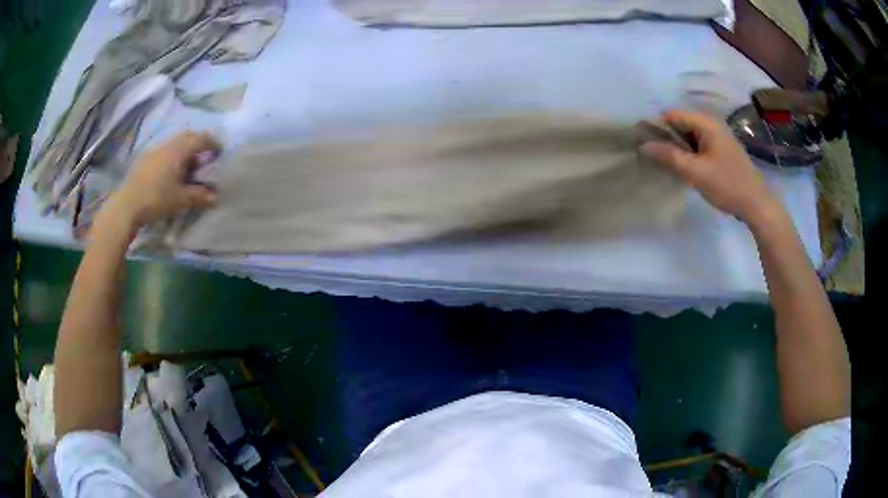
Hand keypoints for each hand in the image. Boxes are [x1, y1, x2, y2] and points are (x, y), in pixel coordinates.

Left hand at [100, 132, 219, 230]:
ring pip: (175, 144)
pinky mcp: (145, 159)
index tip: (220, 151)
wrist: (127, 206)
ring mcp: (155, 150)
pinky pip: (165, 152)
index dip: (213, 143)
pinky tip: (170, 173)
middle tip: (205, 158)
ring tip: (188, 168)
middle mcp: (168, 144)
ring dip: (185, 151)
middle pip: (188, 137)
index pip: (202, 138)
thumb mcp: (181, 199)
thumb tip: (215, 196)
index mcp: (180, 149)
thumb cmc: (157, 199)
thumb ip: (199, 196)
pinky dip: (173, 157)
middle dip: (199, 144)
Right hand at [640, 110, 780, 223]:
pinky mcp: (722, 149)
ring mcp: (718, 136)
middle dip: (667, 138)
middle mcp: (712, 123)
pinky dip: (689, 153)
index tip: (645, 145)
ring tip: (668, 165)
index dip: (657, 127)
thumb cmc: (727, 185)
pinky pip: (699, 144)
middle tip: (656, 159)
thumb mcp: (695, 172)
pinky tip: (686, 169)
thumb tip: (643, 145)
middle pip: (680, 123)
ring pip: (689, 135)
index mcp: (706, 122)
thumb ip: (669, 156)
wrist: (757, 204)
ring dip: (678, 148)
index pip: (672, 115)